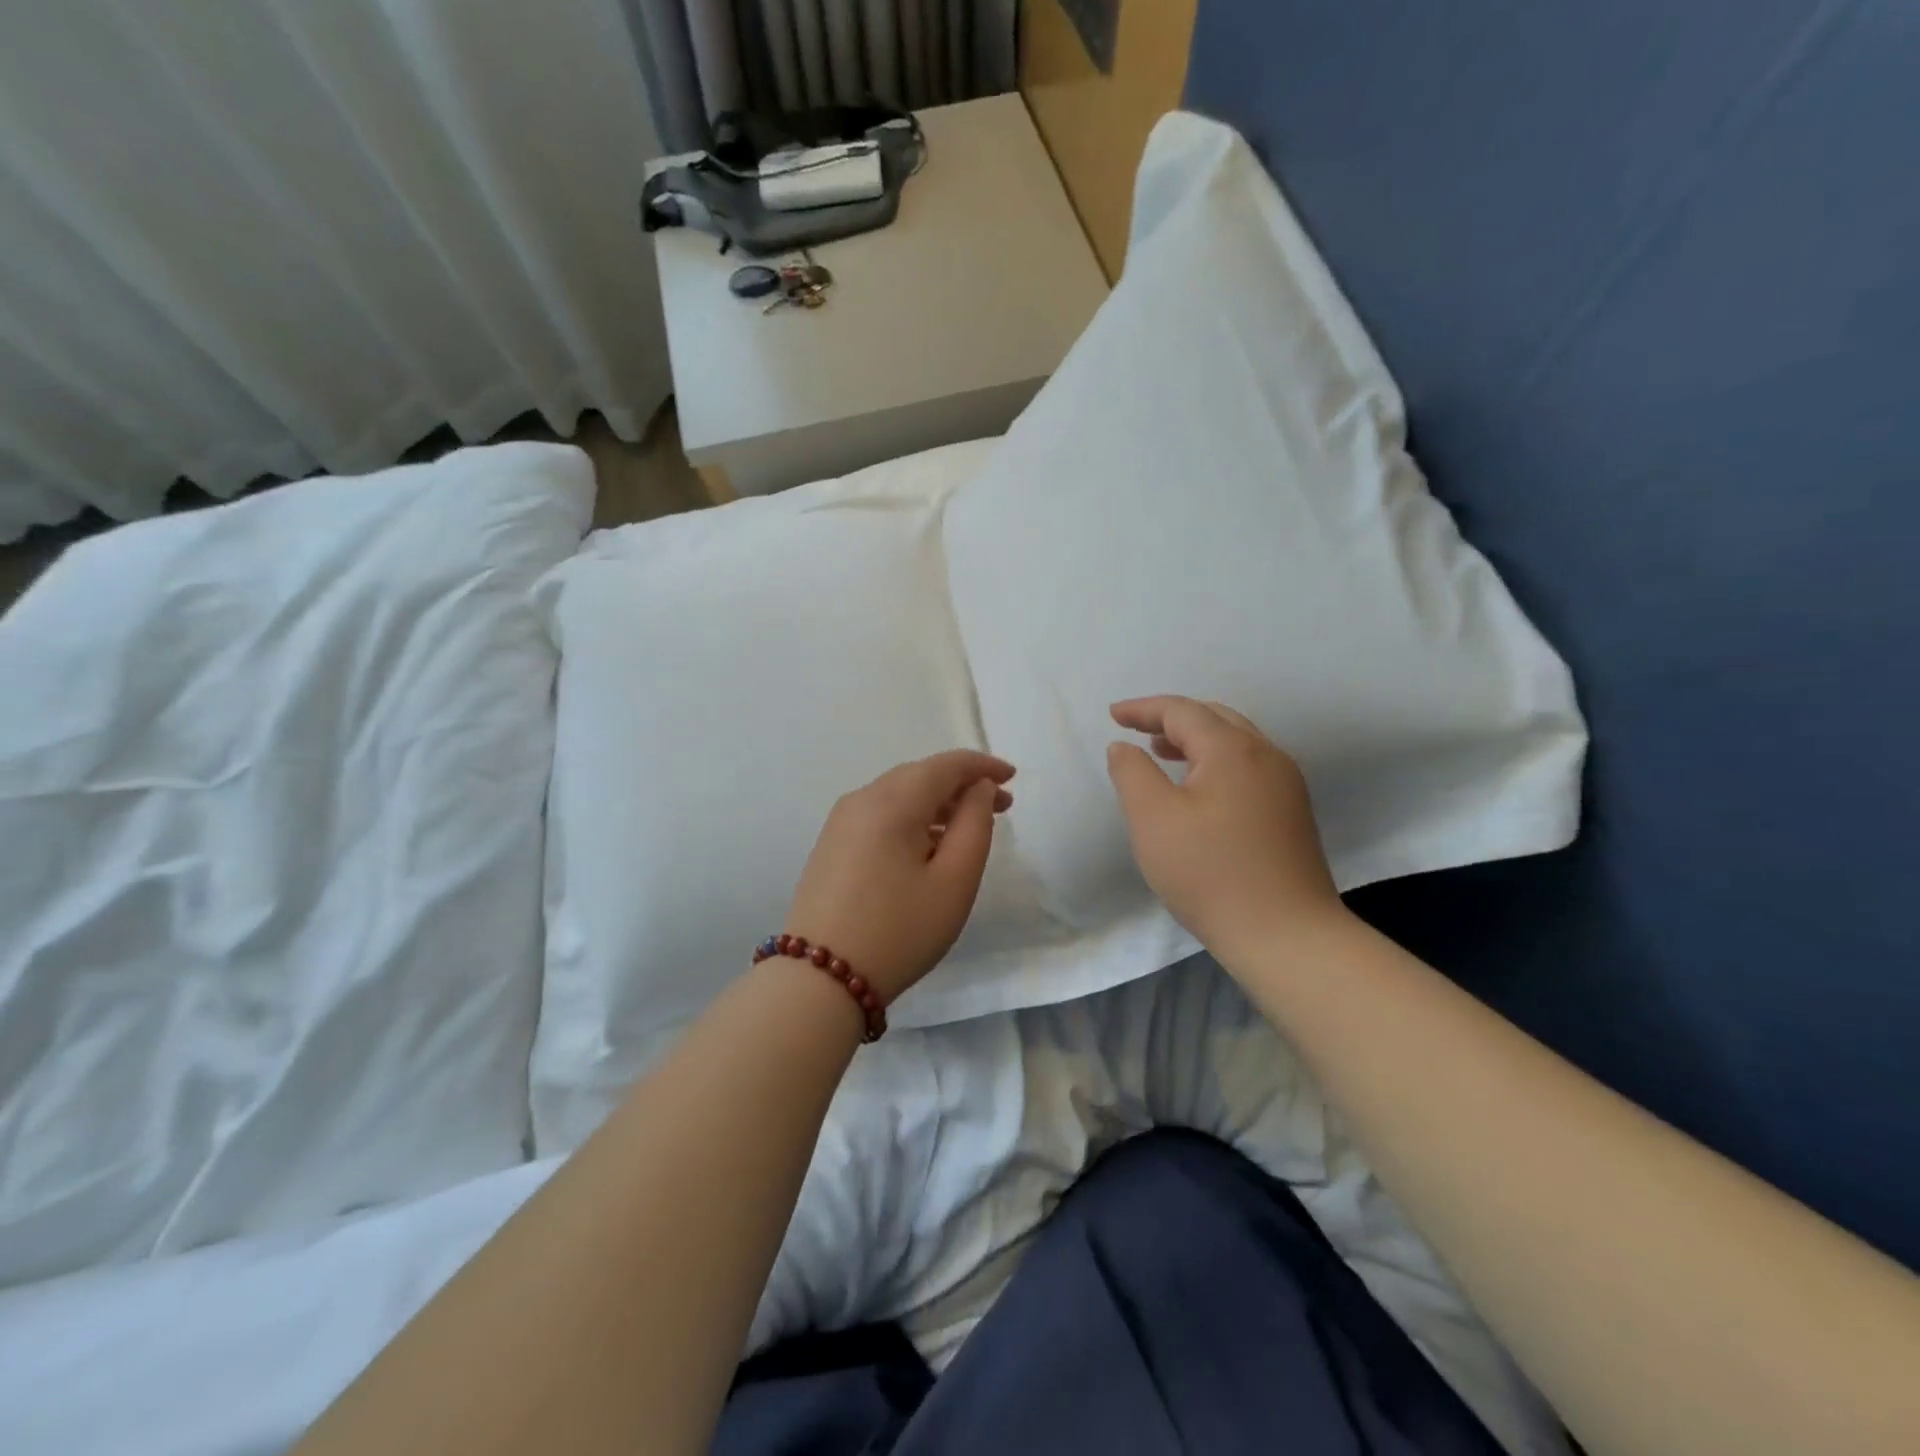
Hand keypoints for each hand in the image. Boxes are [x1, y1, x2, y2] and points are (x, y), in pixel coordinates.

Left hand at [785, 750, 1015, 1002]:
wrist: (820, 979)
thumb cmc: (899, 931)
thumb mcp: (954, 881)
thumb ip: (975, 825)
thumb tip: (977, 788)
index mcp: (892, 801)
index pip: (945, 765)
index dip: (982, 766)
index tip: (1012, 778)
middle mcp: (861, 799)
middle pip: (920, 775)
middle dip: (962, 785)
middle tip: (1000, 805)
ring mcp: (840, 822)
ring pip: (898, 795)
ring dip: (937, 802)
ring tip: (969, 826)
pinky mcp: (831, 845)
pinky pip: (879, 815)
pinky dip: (912, 818)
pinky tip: (928, 844)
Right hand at [1106, 696, 1346, 962]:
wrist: (1286, 935)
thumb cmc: (1210, 873)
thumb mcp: (1153, 820)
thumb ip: (1132, 773)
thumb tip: (1124, 747)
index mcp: (1232, 749)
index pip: (1182, 711)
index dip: (1143, 709)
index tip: (1112, 715)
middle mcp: (1266, 755)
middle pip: (1214, 718)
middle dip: (1172, 719)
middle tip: (1136, 730)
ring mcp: (1286, 783)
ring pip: (1235, 742)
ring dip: (1195, 740)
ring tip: (1161, 752)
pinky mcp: (1291, 811)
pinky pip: (1248, 766)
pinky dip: (1215, 762)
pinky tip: (1199, 788)